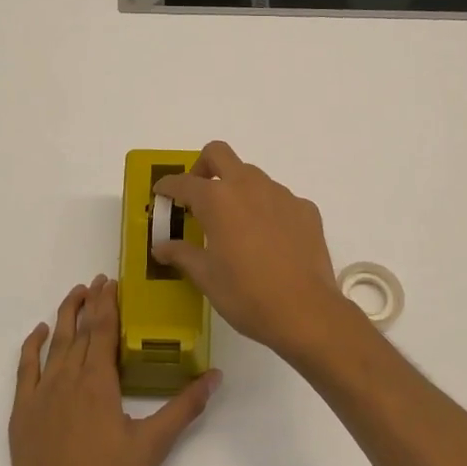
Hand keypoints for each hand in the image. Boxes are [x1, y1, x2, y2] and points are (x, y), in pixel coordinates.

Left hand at [8, 277, 218, 465]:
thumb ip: (183, 409)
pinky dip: (32, 347)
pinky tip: (40, 333)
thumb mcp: (152, 448)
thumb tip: (215, 376)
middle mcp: (68, 380)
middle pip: (80, 331)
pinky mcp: (23, 413)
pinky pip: (26, 369)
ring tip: (74, 295)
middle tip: (97, 281)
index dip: (108, 304)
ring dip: (64, 316)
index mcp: (98, 384)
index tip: (111, 281)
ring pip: (54, 344)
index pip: (103, 330)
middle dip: (90, 303)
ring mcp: (41, 396)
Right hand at [152, 141, 351, 360]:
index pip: (183, 182)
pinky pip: (279, 198)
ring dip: (237, 189)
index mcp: (217, 199)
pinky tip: (268, 240)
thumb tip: (161, 246)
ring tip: (235, 224)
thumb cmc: (246, 294)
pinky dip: (266, 208)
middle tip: (198, 194)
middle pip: (219, 154)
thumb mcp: (206, 277)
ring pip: (252, 175)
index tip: (161, 193)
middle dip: (202, 166)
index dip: (168, 186)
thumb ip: (181, 254)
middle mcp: (249, 186)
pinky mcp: (305, 209)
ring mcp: (281, 194)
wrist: (305, 311)